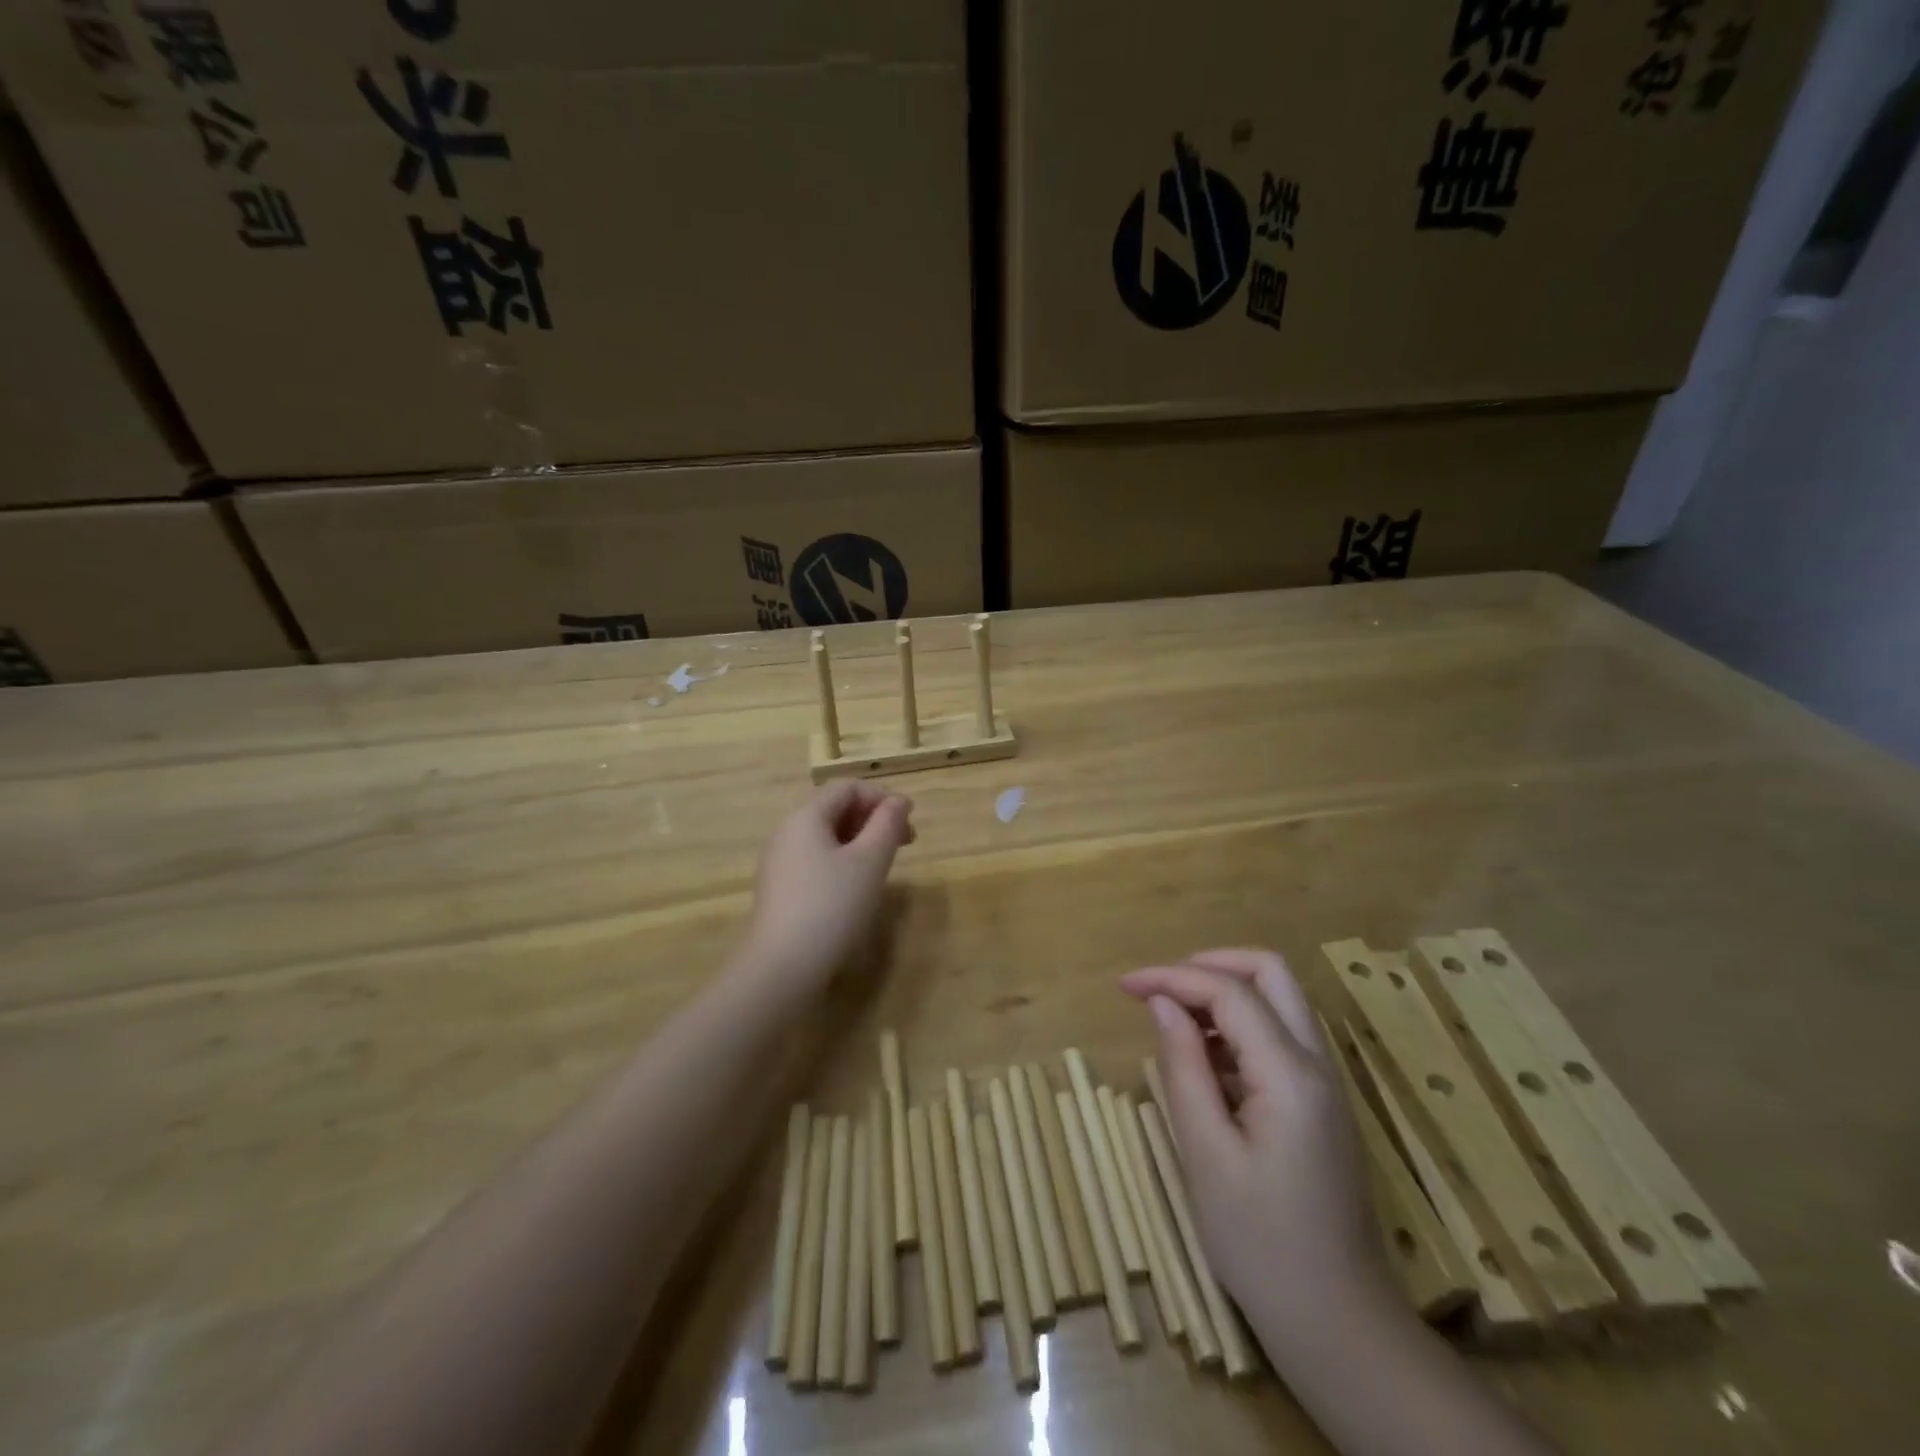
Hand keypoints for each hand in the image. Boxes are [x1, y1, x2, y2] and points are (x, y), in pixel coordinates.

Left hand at [736, 782, 914, 992]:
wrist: (782, 967)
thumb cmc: (832, 906)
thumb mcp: (869, 862)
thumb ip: (887, 825)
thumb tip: (899, 801)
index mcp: (806, 816)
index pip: (847, 787)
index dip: (881, 797)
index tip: (909, 821)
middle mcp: (787, 831)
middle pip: (835, 808)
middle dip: (872, 818)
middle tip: (904, 843)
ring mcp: (780, 861)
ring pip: (826, 836)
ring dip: (860, 840)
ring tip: (884, 864)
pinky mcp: (780, 888)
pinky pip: (815, 859)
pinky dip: (842, 860)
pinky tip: (856, 886)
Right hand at [1119, 949, 1381, 1323]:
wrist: (1339, 1323)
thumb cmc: (1261, 1244)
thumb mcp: (1206, 1154)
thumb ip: (1183, 1068)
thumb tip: (1161, 1003)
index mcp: (1290, 1075)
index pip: (1229, 993)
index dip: (1172, 977)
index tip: (1124, 986)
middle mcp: (1317, 1064)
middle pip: (1271, 973)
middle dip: (1210, 965)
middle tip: (1161, 986)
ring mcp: (1326, 1083)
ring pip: (1279, 1000)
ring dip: (1225, 993)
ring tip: (1174, 1021)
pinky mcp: (1321, 1102)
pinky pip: (1280, 1036)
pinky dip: (1239, 1026)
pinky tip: (1205, 1061)